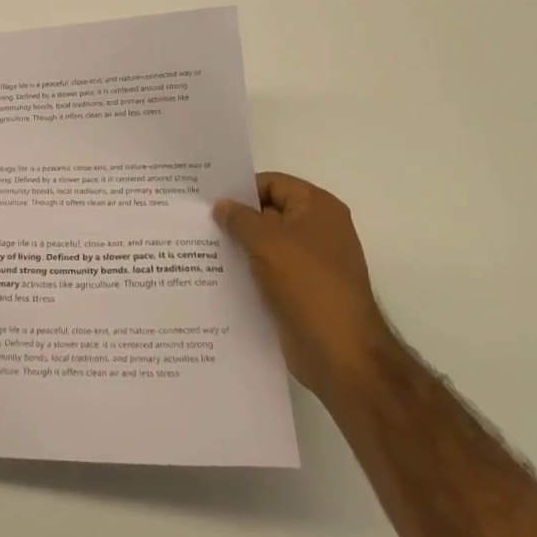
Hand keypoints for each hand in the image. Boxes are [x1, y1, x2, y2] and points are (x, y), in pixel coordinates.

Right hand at [215, 173, 392, 398]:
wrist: (340, 352)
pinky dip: (247, 271)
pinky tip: (217, 275)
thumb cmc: (307, 283)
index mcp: (318, 207)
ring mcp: (311, 262)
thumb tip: (222, 205)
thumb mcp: (266, 241)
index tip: (206, 199)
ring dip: (238, 246)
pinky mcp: (302, 291)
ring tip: (199, 247)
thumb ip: (239, 218)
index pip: (271, 183)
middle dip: (236, 218)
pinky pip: (269, 271)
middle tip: (196, 221)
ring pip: (266, 244)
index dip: (239, 188)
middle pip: (268, 212)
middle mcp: (318, 230)